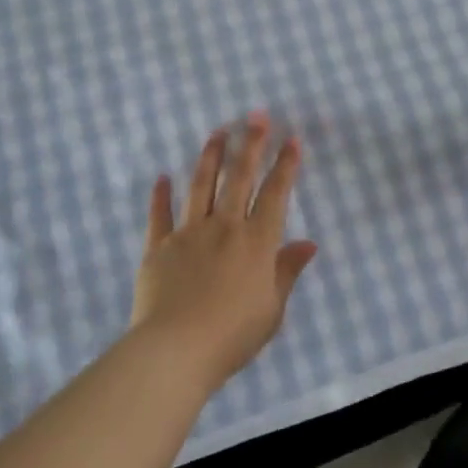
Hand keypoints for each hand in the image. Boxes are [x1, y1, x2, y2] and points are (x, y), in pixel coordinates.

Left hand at [133, 115, 318, 387]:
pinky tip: (162, 177)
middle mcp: (224, 227)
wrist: (175, 351)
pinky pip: (159, 216)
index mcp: (256, 242)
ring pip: (201, 186)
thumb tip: (309, 244)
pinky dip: (160, 195)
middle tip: (255, 116)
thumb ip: (287, 271)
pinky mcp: (158, 248)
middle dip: (250, 144)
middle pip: (239, 178)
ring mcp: (188, 234)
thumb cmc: (232, 335)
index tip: (291, 139)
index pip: (275, 194)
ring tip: (216, 132)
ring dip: (210, 157)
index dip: (285, 165)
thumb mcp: (272, 308)